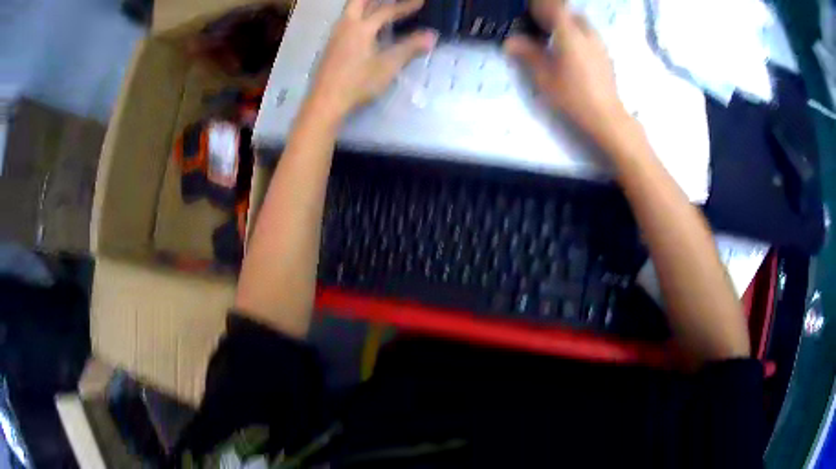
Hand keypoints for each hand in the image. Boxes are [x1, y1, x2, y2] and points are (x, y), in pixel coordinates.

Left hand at [308, 0, 437, 118]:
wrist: (326, 102)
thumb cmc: (358, 83)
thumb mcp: (388, 66)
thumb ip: (410, 48)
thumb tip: (432, 36)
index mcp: (361, 27)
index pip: (386, 10)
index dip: (405, 5)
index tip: (420, 1)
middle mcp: (346, 25)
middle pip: (359, 1)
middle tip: (392, 0)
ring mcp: (335, 35)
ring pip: (350, 10)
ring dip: (366, 5)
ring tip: (380, 6)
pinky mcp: (331, 46)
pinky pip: (346, 21)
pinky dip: (359, 16)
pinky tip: (365, 27)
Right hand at [504, 0, 628, 140]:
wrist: (606, 117)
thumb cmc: (573, 96)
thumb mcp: (544, 77)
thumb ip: (528, 55)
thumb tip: (511, 42)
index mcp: (570, 34)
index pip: (555, 7)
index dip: (541, 6)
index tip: (529, 10)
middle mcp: (587, 33)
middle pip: (570, 13)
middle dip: (555, 14)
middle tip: (540, 24)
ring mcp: (599, 45)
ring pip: (581, 24)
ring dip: (567, 24)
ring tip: (554, 38)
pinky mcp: (606, 57)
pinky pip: (589, 36)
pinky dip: (577, 36)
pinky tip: (570, 52)